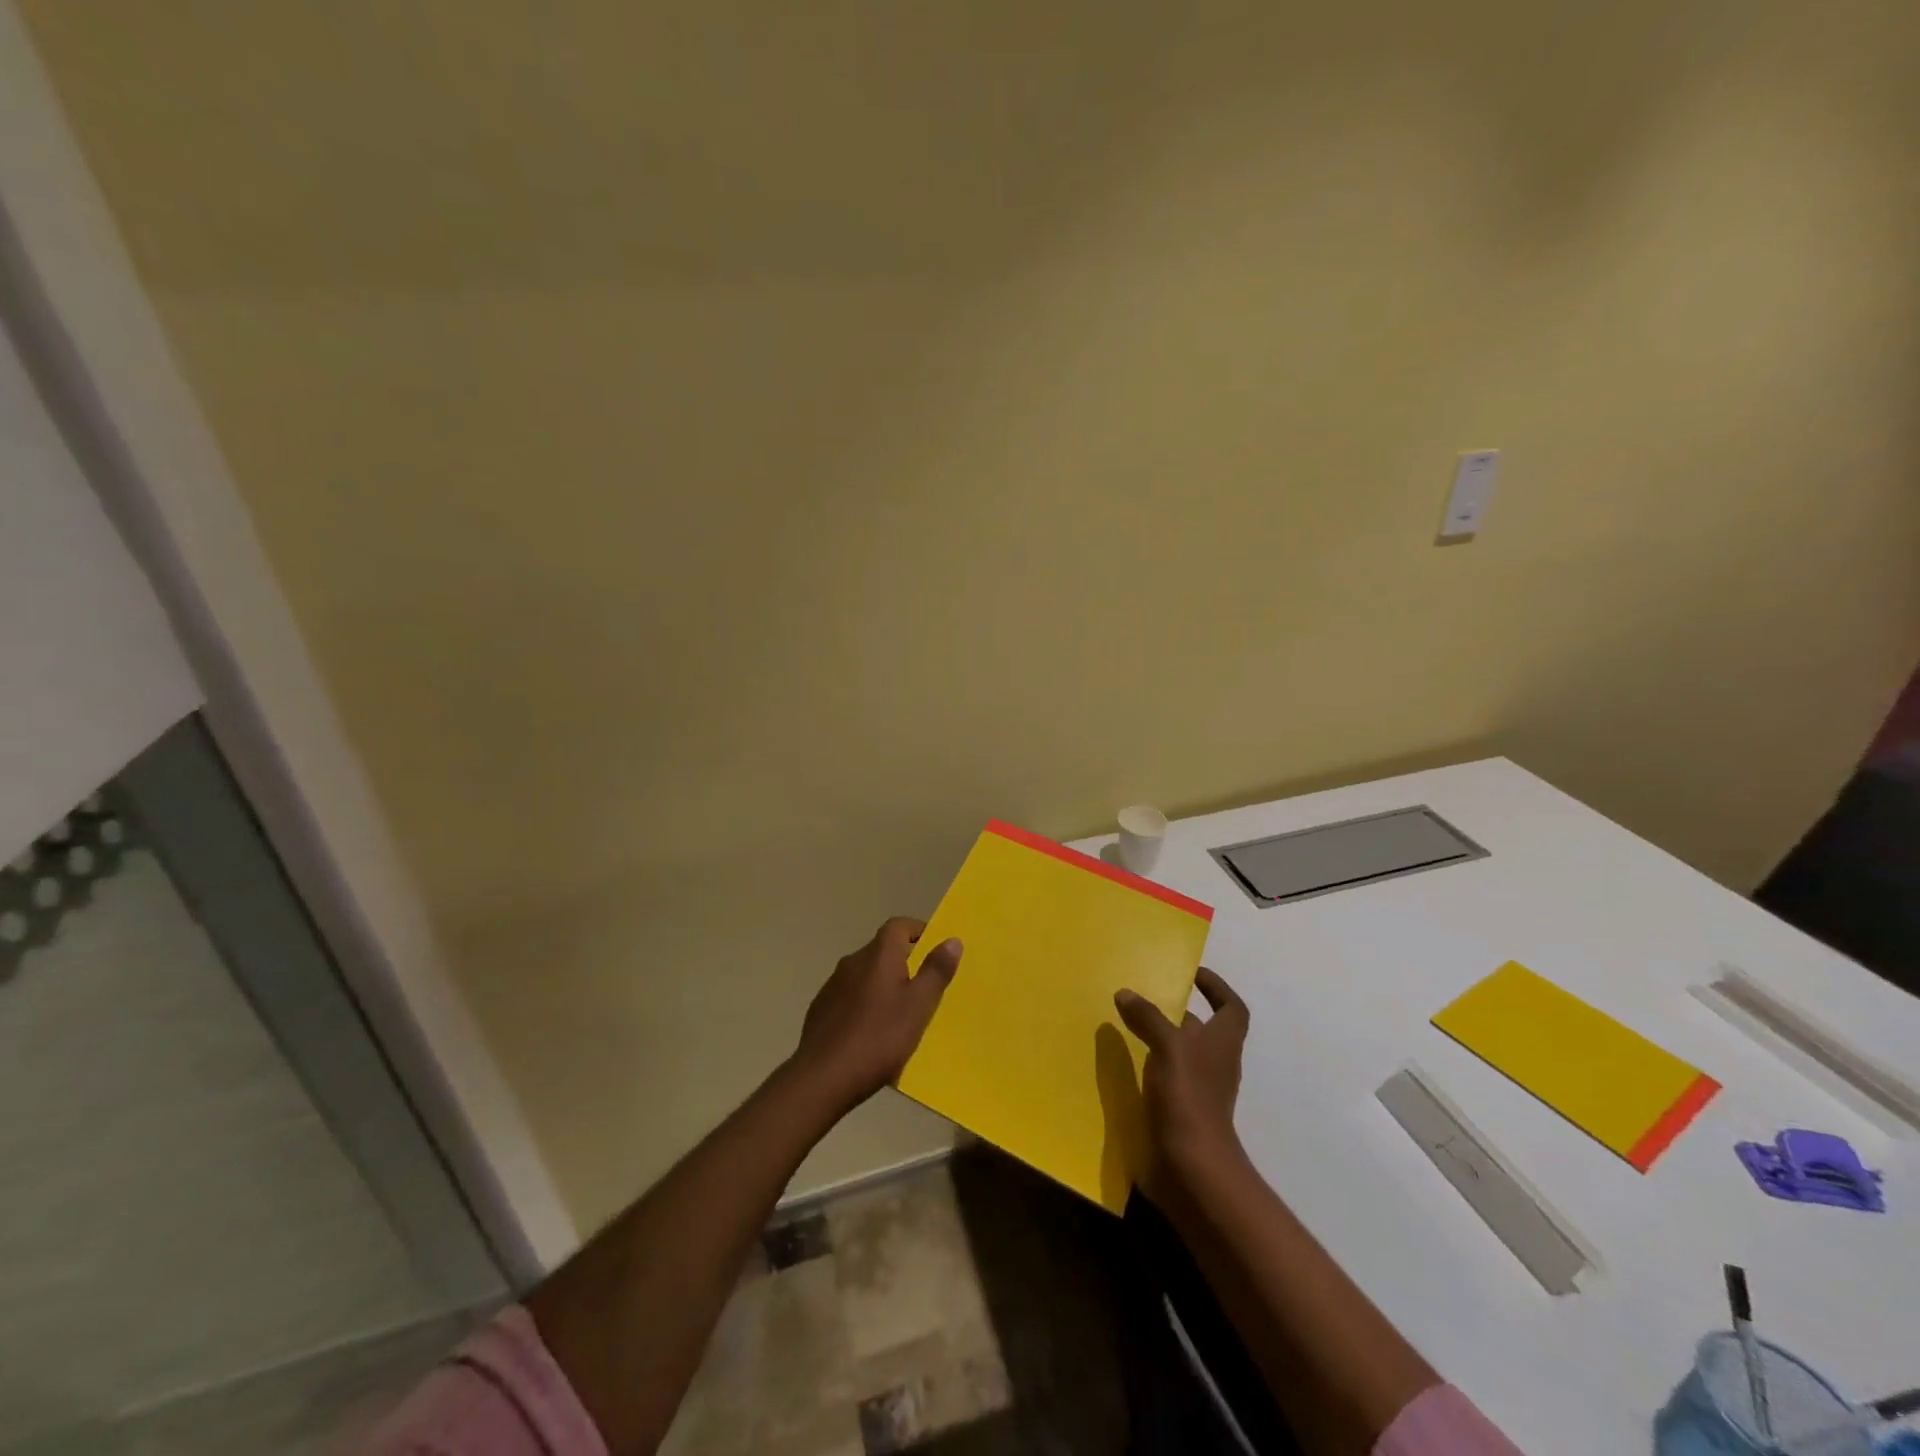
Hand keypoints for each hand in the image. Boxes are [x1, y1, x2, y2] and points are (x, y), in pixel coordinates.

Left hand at [791, 917, 961, 1114]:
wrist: (822, 1078)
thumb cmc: (879, 1038)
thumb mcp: (918, 1006)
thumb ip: (936, 971)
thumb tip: (952, 940)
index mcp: (878, 955)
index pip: (899, 925)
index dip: (919, 932)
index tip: (935, 951)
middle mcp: (852, 961)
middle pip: (882, 950)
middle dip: (904, 962)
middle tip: (924, 988)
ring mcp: (832, 985)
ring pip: (865, 975)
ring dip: (883, 985)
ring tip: (900, 1014)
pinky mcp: (821, 1009)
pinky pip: (850, 996)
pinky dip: (864, 1004)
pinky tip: (871, 1032)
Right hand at [1114, 968, 1249, 1188]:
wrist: (1192, 1168)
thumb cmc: (1189, 1097)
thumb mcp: (1168, 1047)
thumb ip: (1148, 1017)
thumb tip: (1126, 993)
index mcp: (1223, 1042)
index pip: (1231, 1007)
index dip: (1217, 988)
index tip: (1192, 974)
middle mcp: (1215, 1063)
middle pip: (1201, 1029)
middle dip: (1175, 1011)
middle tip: (1142, 995)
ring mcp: (1198, 1089)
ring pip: (1179, 1053)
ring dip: (1157, 1038)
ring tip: (1124, 1024)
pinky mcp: (1179, 1111)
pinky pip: (1164, 1078)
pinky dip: (1147, 1066)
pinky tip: (1122, 1062)